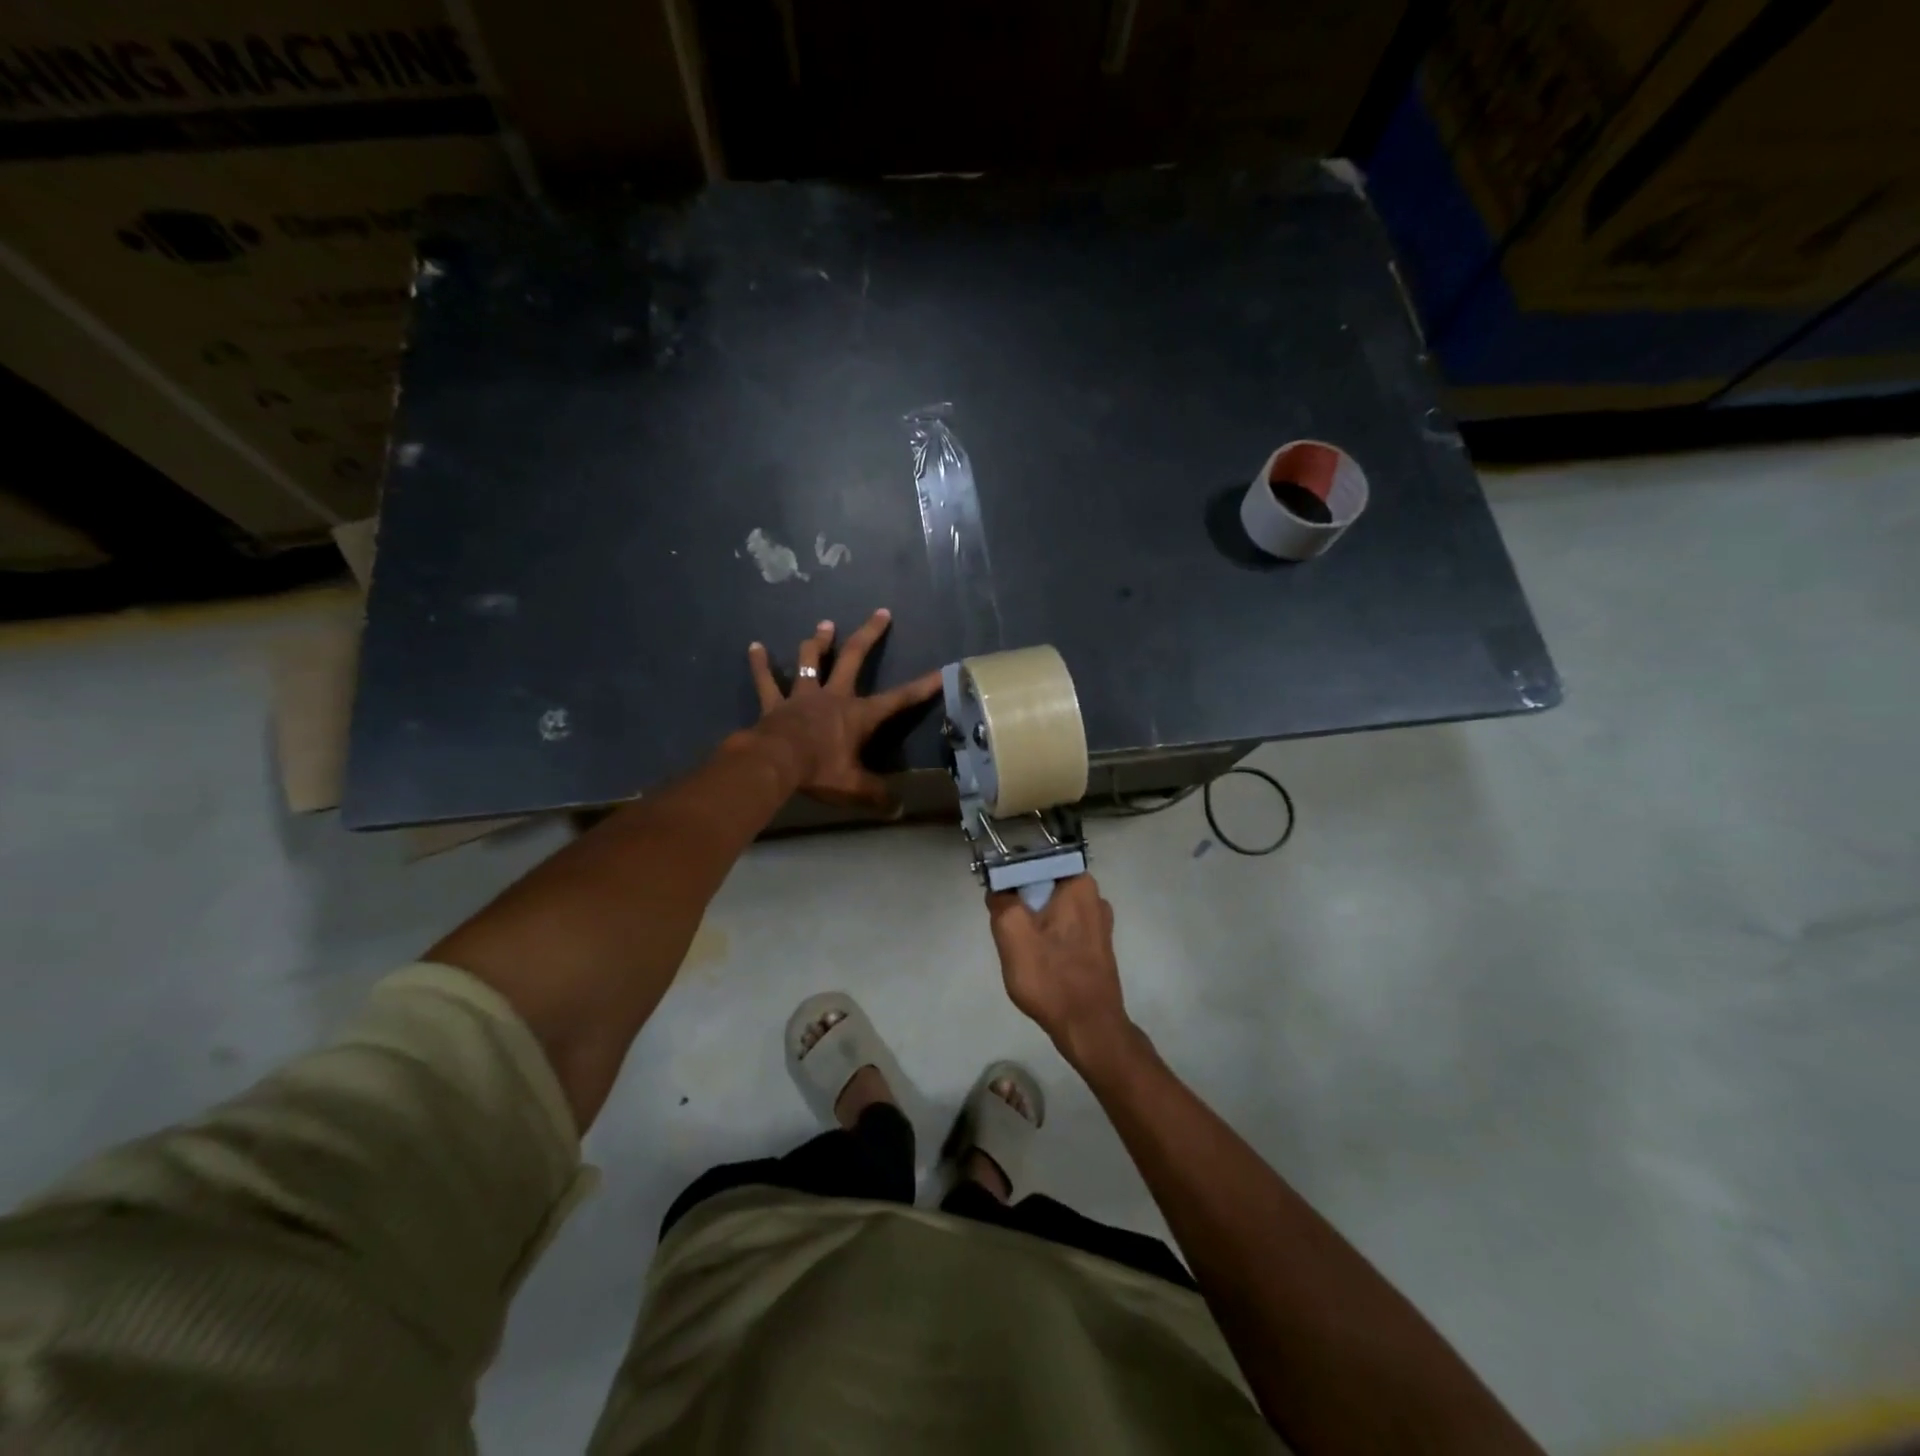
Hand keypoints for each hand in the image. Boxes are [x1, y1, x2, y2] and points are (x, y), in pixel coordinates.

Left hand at [747, 609, 941, 810]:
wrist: (774, 763)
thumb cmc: (818, 771)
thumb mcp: (853, 787)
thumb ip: (876, 795)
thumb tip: (899, 810)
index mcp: (858, 715)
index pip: (898, 699)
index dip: (921, 687)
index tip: (941, 670)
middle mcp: (833, 696)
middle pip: (854, 658)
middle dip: (869, 635)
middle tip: (881, 612)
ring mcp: (802, 696)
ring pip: (810, 661)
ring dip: (818, 642)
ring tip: (825, 625)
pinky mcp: (775, 703)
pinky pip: (766, 681)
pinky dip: (760, 664)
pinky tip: (754, 646)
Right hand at [986, 875, 1137, 1072]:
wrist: (1089, 1027)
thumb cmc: (1050, 977)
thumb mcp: (1012, 933)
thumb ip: (1001, 901)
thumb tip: (999, 889)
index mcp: (1079, 883)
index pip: (1037, 860)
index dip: (1012, 873)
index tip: (997, 894)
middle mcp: (1095, 896)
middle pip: (1045, 884)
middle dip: (1022, 900)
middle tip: (1005, 924)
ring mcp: (1099, 923)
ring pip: (1053, 907)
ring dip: (1033, 920)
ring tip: (1019, 945)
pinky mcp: (1098, 945)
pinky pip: (1064, 927)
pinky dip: (1047, 936)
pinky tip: (1037, 958)